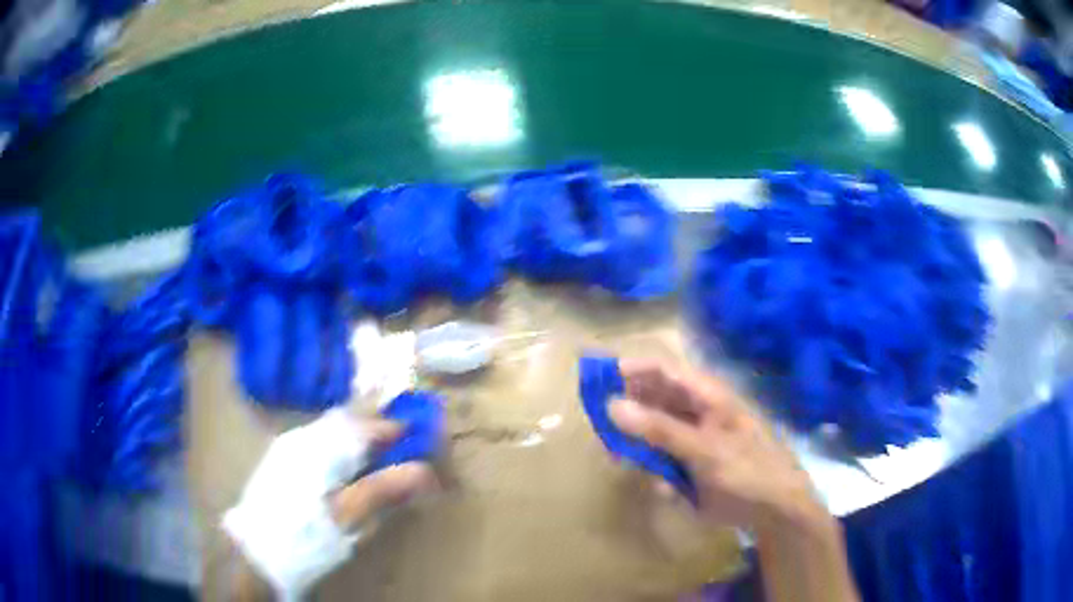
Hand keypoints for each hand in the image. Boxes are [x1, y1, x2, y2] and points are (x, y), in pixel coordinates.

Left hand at [226, 410, 435, 600]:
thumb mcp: (349, 519)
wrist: (255, 554)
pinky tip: (341, 476)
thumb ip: (385, 490)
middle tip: (399, 455)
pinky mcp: (280, 462)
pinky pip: (316, 444)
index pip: (367, 425)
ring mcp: (288, 448)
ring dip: (357, 442)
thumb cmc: (306, 536)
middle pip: (348, 422)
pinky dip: (338, 452)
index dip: (396, 430)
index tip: (420, 441)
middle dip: (376, 433)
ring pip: (330, 432)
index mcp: (321, 446)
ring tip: (374, 467)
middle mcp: (303, 436)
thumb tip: (425, 470)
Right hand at [608, 359, 821, 530]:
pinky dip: (655, 472)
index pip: (662, 370)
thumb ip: (659, 429)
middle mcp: (695, 411)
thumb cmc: (745, 469)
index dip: (630, 368)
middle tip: (601, 424)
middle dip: (626, 410)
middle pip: (652, 399)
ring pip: (651, 431)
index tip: (596, 376)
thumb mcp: (703, 449)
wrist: (772, 508)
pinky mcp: (687, 464)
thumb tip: (612, 405)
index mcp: (705, 395)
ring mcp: (690, 438)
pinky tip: (664, 488)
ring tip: (620, 457)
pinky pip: (660, 461)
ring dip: (636, 444)